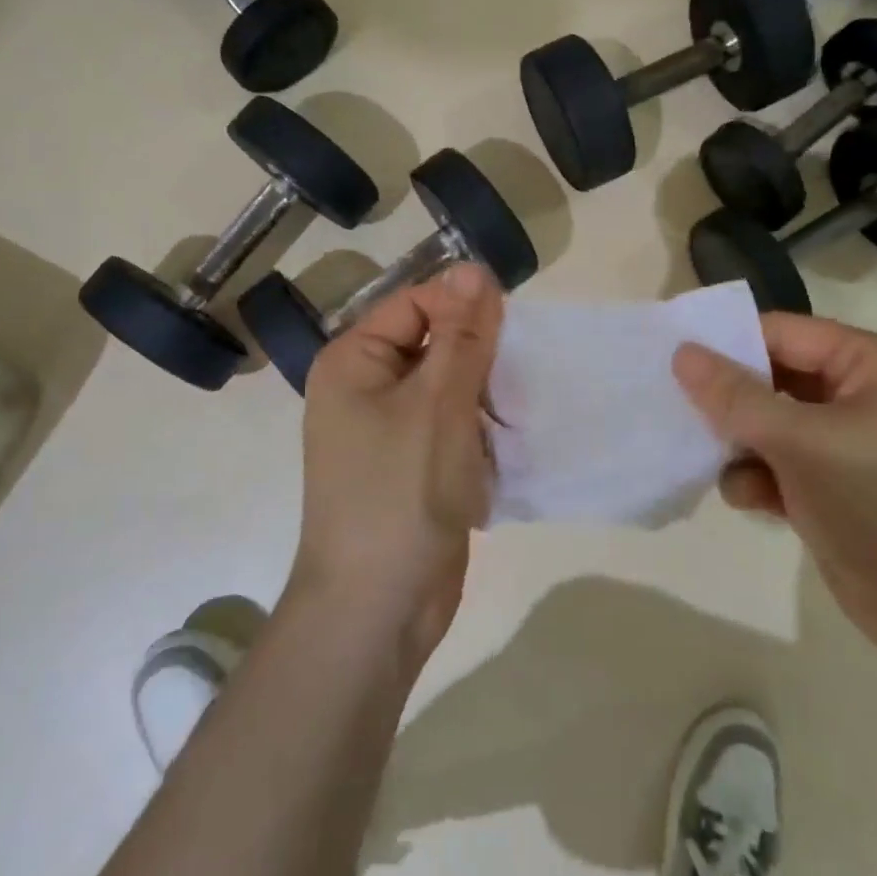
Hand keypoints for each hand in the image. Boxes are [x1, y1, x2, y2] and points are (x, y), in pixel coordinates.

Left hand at [292, 262, 502, 667]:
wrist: (379, 608)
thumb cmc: (402, 493)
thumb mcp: (438, 403)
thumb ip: (461, 335)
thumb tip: (473, 267)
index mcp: (354, 362)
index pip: (415, 303)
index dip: (464, 307)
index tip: (513, 329)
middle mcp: (365, 389)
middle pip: (434, 343)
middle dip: (480, 354)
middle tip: (522, 372)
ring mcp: (389, 431)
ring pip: (449, 387)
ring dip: (486, 393)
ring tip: (521, 406)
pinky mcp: (414, 466)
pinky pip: (452, 426)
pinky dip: (481, 428)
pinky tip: (511, 440)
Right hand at [674, 315, 876, 677]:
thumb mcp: (805, 443)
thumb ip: (738, 398)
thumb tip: (682, 352)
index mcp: (866, 364)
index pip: (781, 332)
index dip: (726, 342)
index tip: (669, 358)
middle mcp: (853, 396)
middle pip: (769, 377)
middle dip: (728, 400)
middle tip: (675, 410)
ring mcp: (840, 445)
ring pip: (765, 425)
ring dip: (737, 444)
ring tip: (716, 462)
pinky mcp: (826, 489)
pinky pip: (773, 466)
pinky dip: (755, 479)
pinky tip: (750, 500)